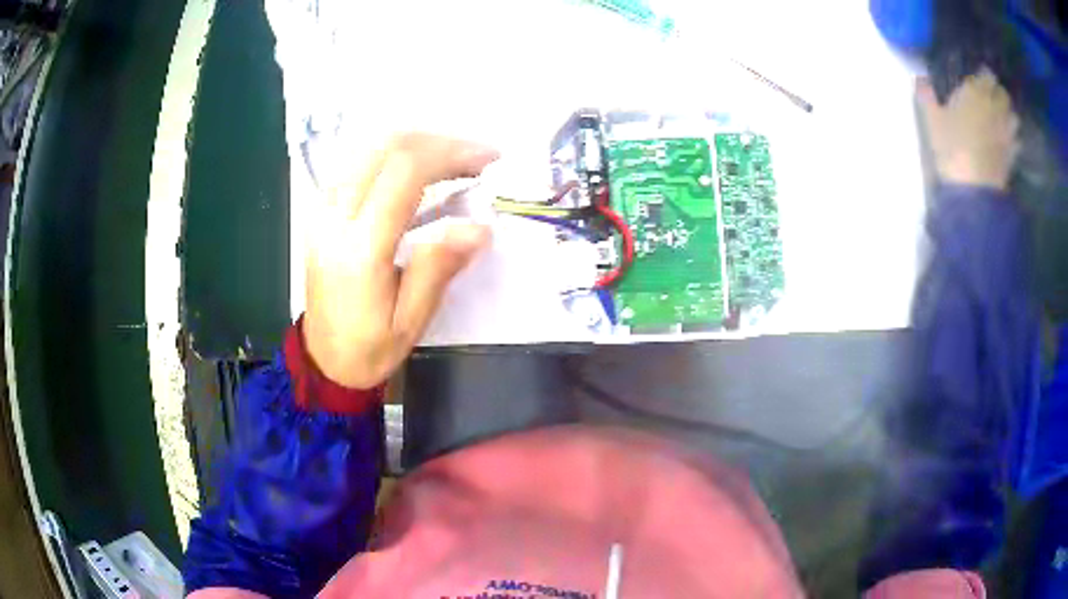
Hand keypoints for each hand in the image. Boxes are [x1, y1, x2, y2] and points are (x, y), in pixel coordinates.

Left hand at [304, 133, 497, 388]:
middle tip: (478, 157)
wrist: (323, 359)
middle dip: (439, 142)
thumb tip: (480, 227)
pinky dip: (394, 155)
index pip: (404, 173)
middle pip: (386, 148)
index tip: (488, 160)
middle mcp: (334, 218)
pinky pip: (357, 162)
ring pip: (369, 148)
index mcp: (359, 248)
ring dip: (417, 144)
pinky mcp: (320, 210)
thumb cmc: (369, 348)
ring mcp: (322, 210)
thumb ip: (439, 268)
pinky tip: (419, 169)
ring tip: (455, 160)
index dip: (451, 154)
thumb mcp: (411, 321)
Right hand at [918, 68, 1019, 190]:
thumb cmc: (952, 148)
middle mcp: (994, 107)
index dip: (984, 75)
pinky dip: (1014, 139)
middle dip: (999, 94)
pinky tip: (1008, 142)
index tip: (978, 79)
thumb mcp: (932, 120)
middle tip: (991, 98)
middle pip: (1003, 93)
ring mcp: (1006, 132)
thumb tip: (920, 79)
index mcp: (976, 92)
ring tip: (1002, 119)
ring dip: (1009, 115)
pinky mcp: (1012, 154)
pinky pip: (1017, 140)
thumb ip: (927, 95)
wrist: (974, 189)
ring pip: (1014, 116)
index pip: (986, 74)